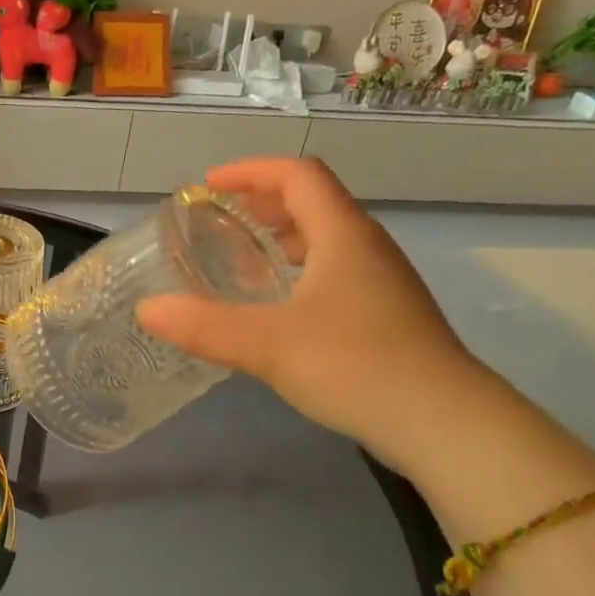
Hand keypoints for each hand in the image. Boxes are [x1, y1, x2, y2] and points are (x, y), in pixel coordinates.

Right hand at [137, 157, 492, 466]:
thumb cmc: (357, 366)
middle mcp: (366, 247)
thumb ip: (204, 326)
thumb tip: (147, 310)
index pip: (298, 176)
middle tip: (218, 219)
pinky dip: (298, 269)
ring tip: (242, 258)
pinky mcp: (387, 314)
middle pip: (314, 202)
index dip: (251, 171)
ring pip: (326, 238)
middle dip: (262, 202)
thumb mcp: (269, 345)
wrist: (446, 424)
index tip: (208, 184)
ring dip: (282, 237)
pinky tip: (278, 306)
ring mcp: (382, 281)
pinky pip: (335, 270)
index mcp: (343, 235)